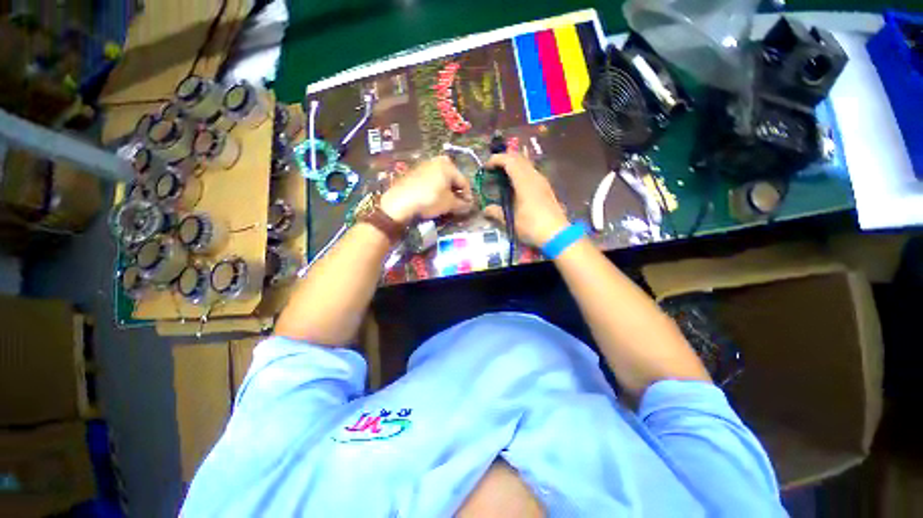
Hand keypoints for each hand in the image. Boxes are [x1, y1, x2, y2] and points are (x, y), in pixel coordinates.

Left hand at [381, 156, 473, 223]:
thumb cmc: (429, 200)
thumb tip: (469, 205)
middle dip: (456, 191)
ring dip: (446, 190)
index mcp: (448, 165)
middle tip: (457, 204)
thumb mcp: (449, 204)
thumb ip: (462, 204)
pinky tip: (433, 198)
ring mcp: (423, 165)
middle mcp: (436, 161)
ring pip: (441, 179)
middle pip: (452, 178)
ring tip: (446, 202)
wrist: (400, 202)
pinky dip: (435, 188)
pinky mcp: (414, 172)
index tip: (468, 206)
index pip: (464, 181)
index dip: (468, 195)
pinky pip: (430, 180)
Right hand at [484, 153, 568, 246]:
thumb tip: (485, 210)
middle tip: (493, 168)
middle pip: (519, 158)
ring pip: (527, 164)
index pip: (509, 161)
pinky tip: (516, 185)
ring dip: (514, 165)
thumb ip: (496, 212)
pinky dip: (521, 172)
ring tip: (503, 176)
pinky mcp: (546, 188)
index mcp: (524, 182)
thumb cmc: (531, 226)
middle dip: (504, 159)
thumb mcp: (510, 221)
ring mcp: (542, 181)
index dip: (496, 160)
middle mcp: (534, 177)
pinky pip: (532, 172)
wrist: (556, 234)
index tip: (486, 167)